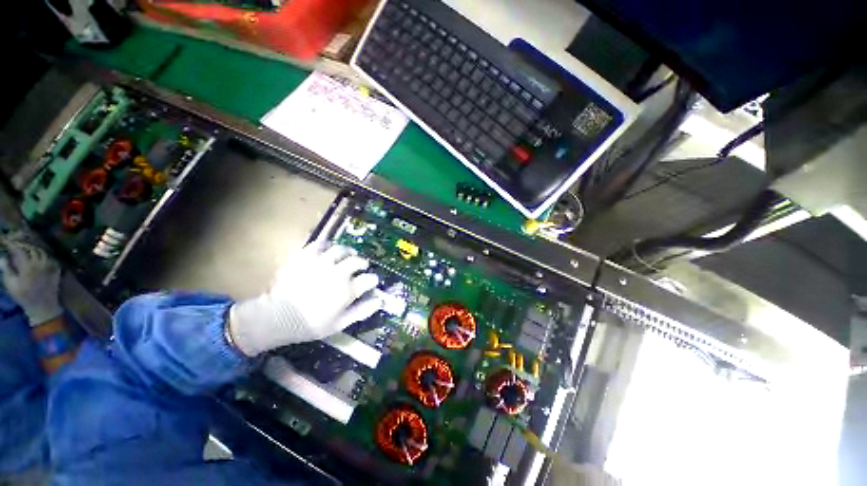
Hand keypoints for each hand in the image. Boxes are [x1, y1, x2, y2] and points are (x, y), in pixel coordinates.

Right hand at [0, 237, 61, 325]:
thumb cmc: (24, 297)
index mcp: (28, 266)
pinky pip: (49, 257)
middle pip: (31, 248)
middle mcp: (40, 263)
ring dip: (32, 247)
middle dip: (23, 243)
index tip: (6, 240)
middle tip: (15, 242)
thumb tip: (2, 257)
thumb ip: (7, 269)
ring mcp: (49, 265)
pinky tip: (35, 253)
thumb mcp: (11, 284)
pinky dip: (41, 253)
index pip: (20, 250)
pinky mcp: (55, 269)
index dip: (12, 244)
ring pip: (41, 251)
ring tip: (25, 246)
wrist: (43, 306)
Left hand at [228, 243, 382, 356]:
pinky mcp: (305, 257)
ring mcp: (321, 263)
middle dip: (362, 263)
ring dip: (348, 252)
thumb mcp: (340, 323)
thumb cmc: (311, 324)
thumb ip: (362, 311)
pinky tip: (329, 249)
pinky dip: (328, 245)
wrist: (276, 317)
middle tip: (361, 267)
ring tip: (347, 255)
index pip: (369, 279)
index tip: (371, 283)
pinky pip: (320, 244)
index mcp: (347, 290)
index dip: (373, 280)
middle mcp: (338, 273)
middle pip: (357, 261)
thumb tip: (379, 300)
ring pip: (341, 250)